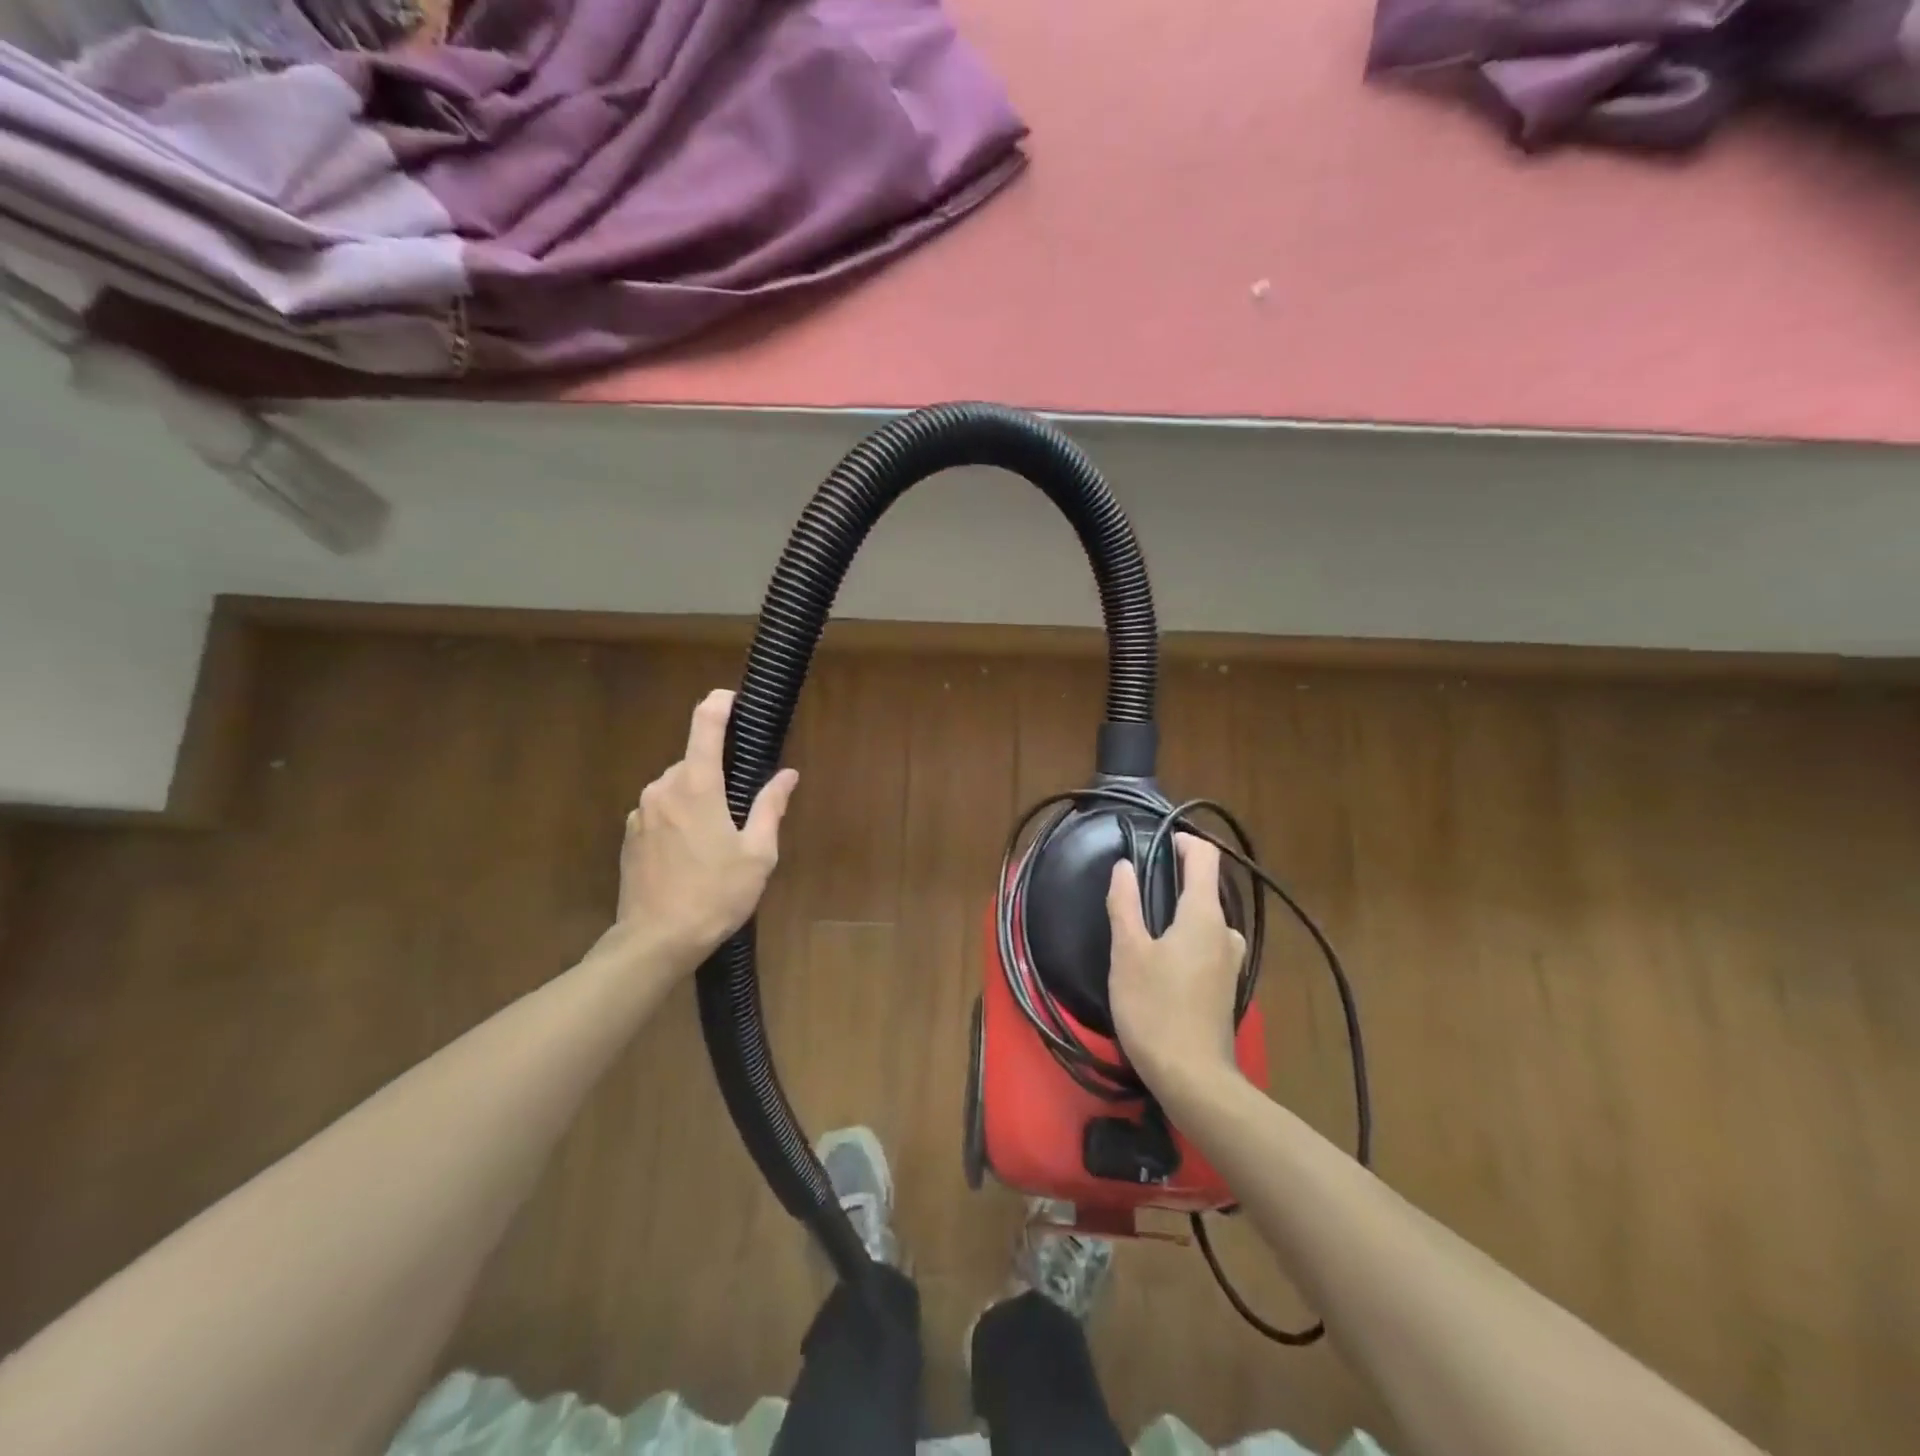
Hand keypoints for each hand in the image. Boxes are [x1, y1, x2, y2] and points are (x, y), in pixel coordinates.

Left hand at [612, 689, 798, 972]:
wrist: (656, 940)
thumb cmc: (715, 894)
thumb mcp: (757, 854)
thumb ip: (770, 806)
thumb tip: (787, 774)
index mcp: (697, 786)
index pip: (705, 724)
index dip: (720, 703)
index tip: (734, 699)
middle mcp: (663, 788)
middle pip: (695, 761)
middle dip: (719, 772)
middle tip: (743, 807)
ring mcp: (641, 811)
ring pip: (677, 786)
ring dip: (699, 797)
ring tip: (718, 838)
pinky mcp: (630, 834)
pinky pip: (661, 810)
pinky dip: (679, 816)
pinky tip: (692, 853)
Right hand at [1107, 834, 1246, 1092]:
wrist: (1193, 1079)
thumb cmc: (1155, 1008)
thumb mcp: (1128, 952)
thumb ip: (1125, 904)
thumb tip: (1124, 866)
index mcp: (1204, 915)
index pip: (1205, 857)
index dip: (1183, 841)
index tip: (1155, 843)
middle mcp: (1225, 931)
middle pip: (1204, 889)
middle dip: (1173, 882)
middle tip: (1136, 892)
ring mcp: (1230, 961)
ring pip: (1204, 921)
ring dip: (1177, 915)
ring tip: (1142, 929)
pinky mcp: (1226, 986)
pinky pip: (1205, 946)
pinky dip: (1184, 940)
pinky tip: (1159, 962)